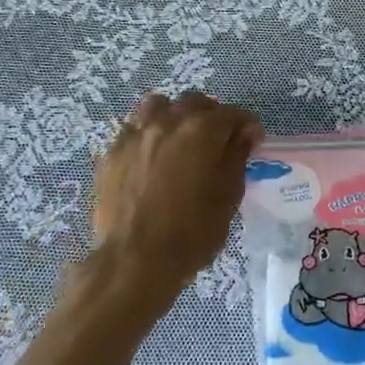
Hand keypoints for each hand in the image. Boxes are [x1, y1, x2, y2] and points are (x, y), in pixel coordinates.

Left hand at [88, 91, 262, 311]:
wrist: (134, 261)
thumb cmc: (191, 233)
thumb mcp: (228, 196)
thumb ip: (237, 156)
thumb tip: (246, 131)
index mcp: (202, 130)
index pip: (232, 114)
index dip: (246, 125)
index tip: (252, 140)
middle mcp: (167, 121)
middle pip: (194, 102)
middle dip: (211, 115)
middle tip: (218, 140)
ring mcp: (135, 134)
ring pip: (158, 106)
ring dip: (174, 115)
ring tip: (179, 138)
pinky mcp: (112, 152)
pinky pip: (134, 129)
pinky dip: (147, 133)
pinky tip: (151, 156)